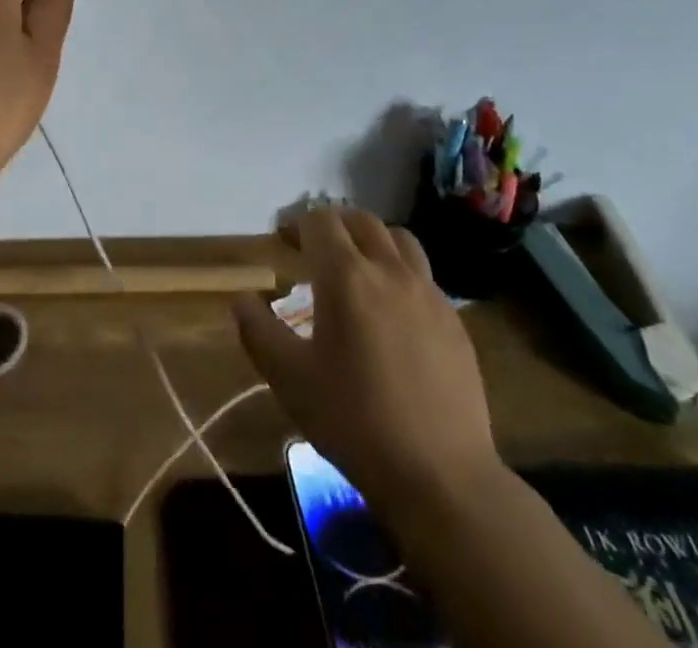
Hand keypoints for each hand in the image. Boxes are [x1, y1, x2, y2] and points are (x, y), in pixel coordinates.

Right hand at [233, 206, 502, 530]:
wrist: (443, 478)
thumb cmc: (355, 421)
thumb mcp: (289, 378)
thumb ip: (257, 330)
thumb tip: (243, 299)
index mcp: (346, 277)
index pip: (319, 221)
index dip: (296, 223)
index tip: (282, 241)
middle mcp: (389, 271)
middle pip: (360, 220)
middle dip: (332, 224)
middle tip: (312, 249)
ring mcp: (429, 294)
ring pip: (398, 240)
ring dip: (371, 240)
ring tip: (356, 267)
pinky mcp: (454, 322)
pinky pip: (423, 275)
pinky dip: (399, 272)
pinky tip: (390, 309)